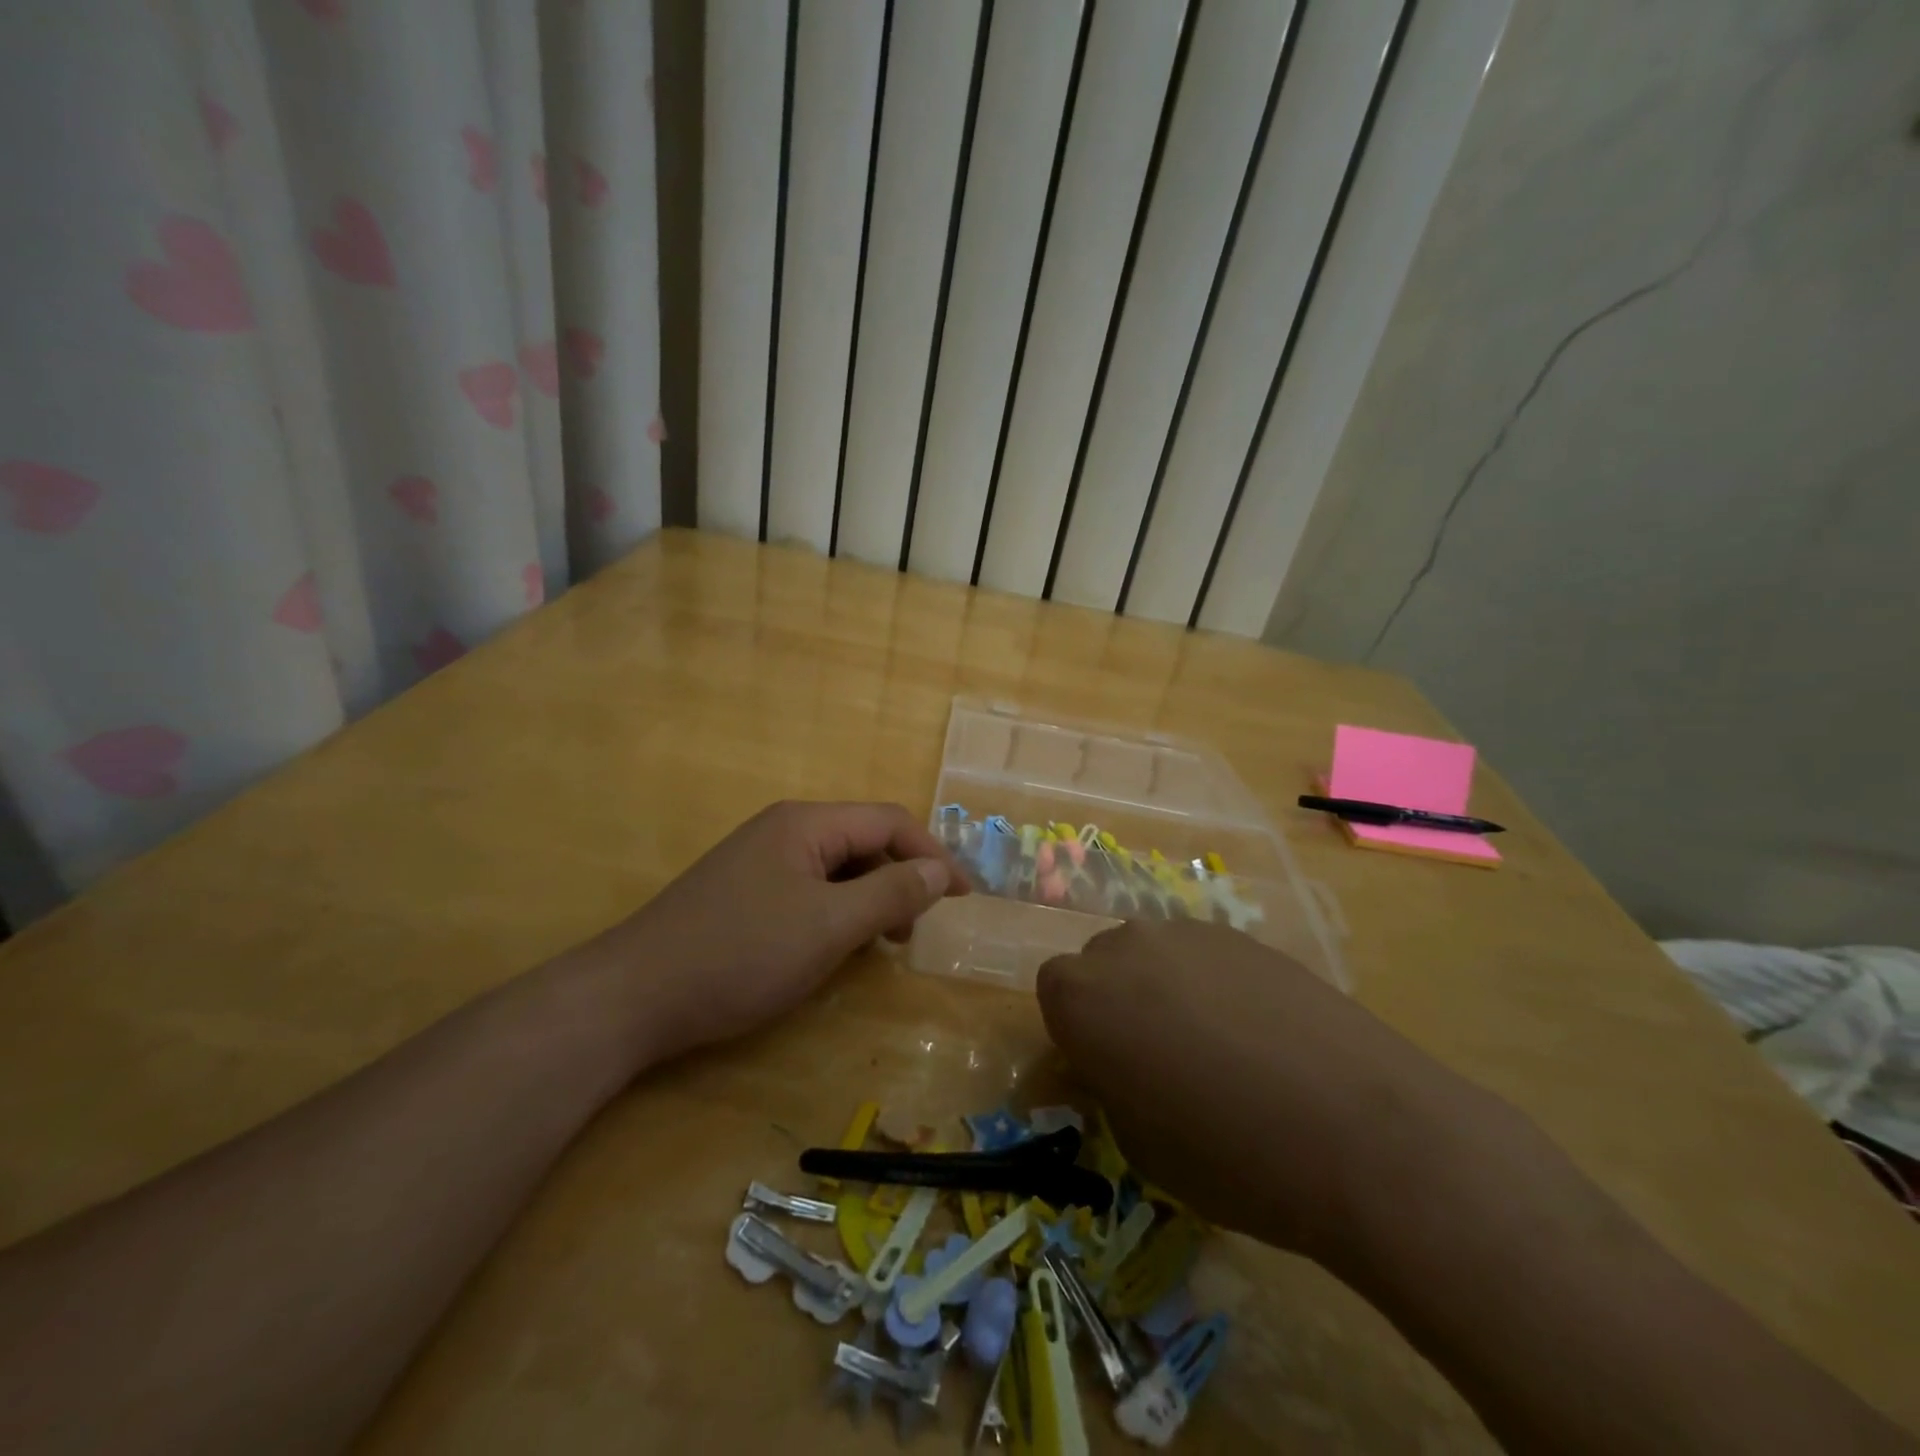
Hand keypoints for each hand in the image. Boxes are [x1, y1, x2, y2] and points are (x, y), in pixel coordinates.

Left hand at [595, 801, 968, 1064]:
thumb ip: (890, 893)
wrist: (633, 996)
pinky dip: (837, 912)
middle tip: (917, 929)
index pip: (889, 821)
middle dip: (900, 878)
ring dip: (870, 898)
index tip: (964, 899)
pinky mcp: (744, 893)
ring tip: (882, 943)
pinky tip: (835, 945)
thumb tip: (940, 871)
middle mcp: (784, 830)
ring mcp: (760, 861)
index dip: (933, 855)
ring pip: (837, 868)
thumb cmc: (741, 954)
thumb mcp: (829, 926)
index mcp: (807, 823)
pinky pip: (809, 889)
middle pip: (864, 840)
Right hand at [1037, 920, 1469, 1260]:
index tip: (1104, 1071)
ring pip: (1153, 955)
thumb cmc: (1229, 1154)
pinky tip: (1257, 1033)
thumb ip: (1105, 1089)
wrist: (1360, 1130)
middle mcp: (1125, 946)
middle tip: (1155, 1060)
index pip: (1052, 993)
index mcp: (1082, 996)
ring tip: (1214, 1047)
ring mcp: (1188, 932)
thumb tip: (1098, 1070)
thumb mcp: (1140, 1144)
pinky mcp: (1243, 935)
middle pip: (1101, 965)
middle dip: (1114, 1004)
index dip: (1076, 1033)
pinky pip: (1203, 955)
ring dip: (1162, 990)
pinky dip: (1211, 984)